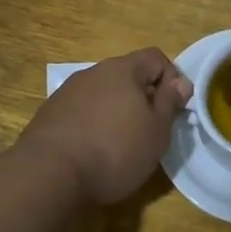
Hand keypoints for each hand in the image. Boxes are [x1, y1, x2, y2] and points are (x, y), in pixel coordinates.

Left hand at [18, 48, 192, 205]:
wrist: (49, 174)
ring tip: (120, 144)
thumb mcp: (156, 130)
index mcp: (123, 69)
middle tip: (150, 130)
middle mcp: (93, 72)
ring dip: (117, 111)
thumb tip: (181, 82)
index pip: (156, 57)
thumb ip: (170, 102)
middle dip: (143, 97)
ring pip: (103, 93)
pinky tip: (92, 150)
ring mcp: (68, 92)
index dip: (171, 79)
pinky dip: (93, 124)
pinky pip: (82, 111)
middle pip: (128, 75)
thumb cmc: (114, 150)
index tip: (173, 110)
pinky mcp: (49, 114)